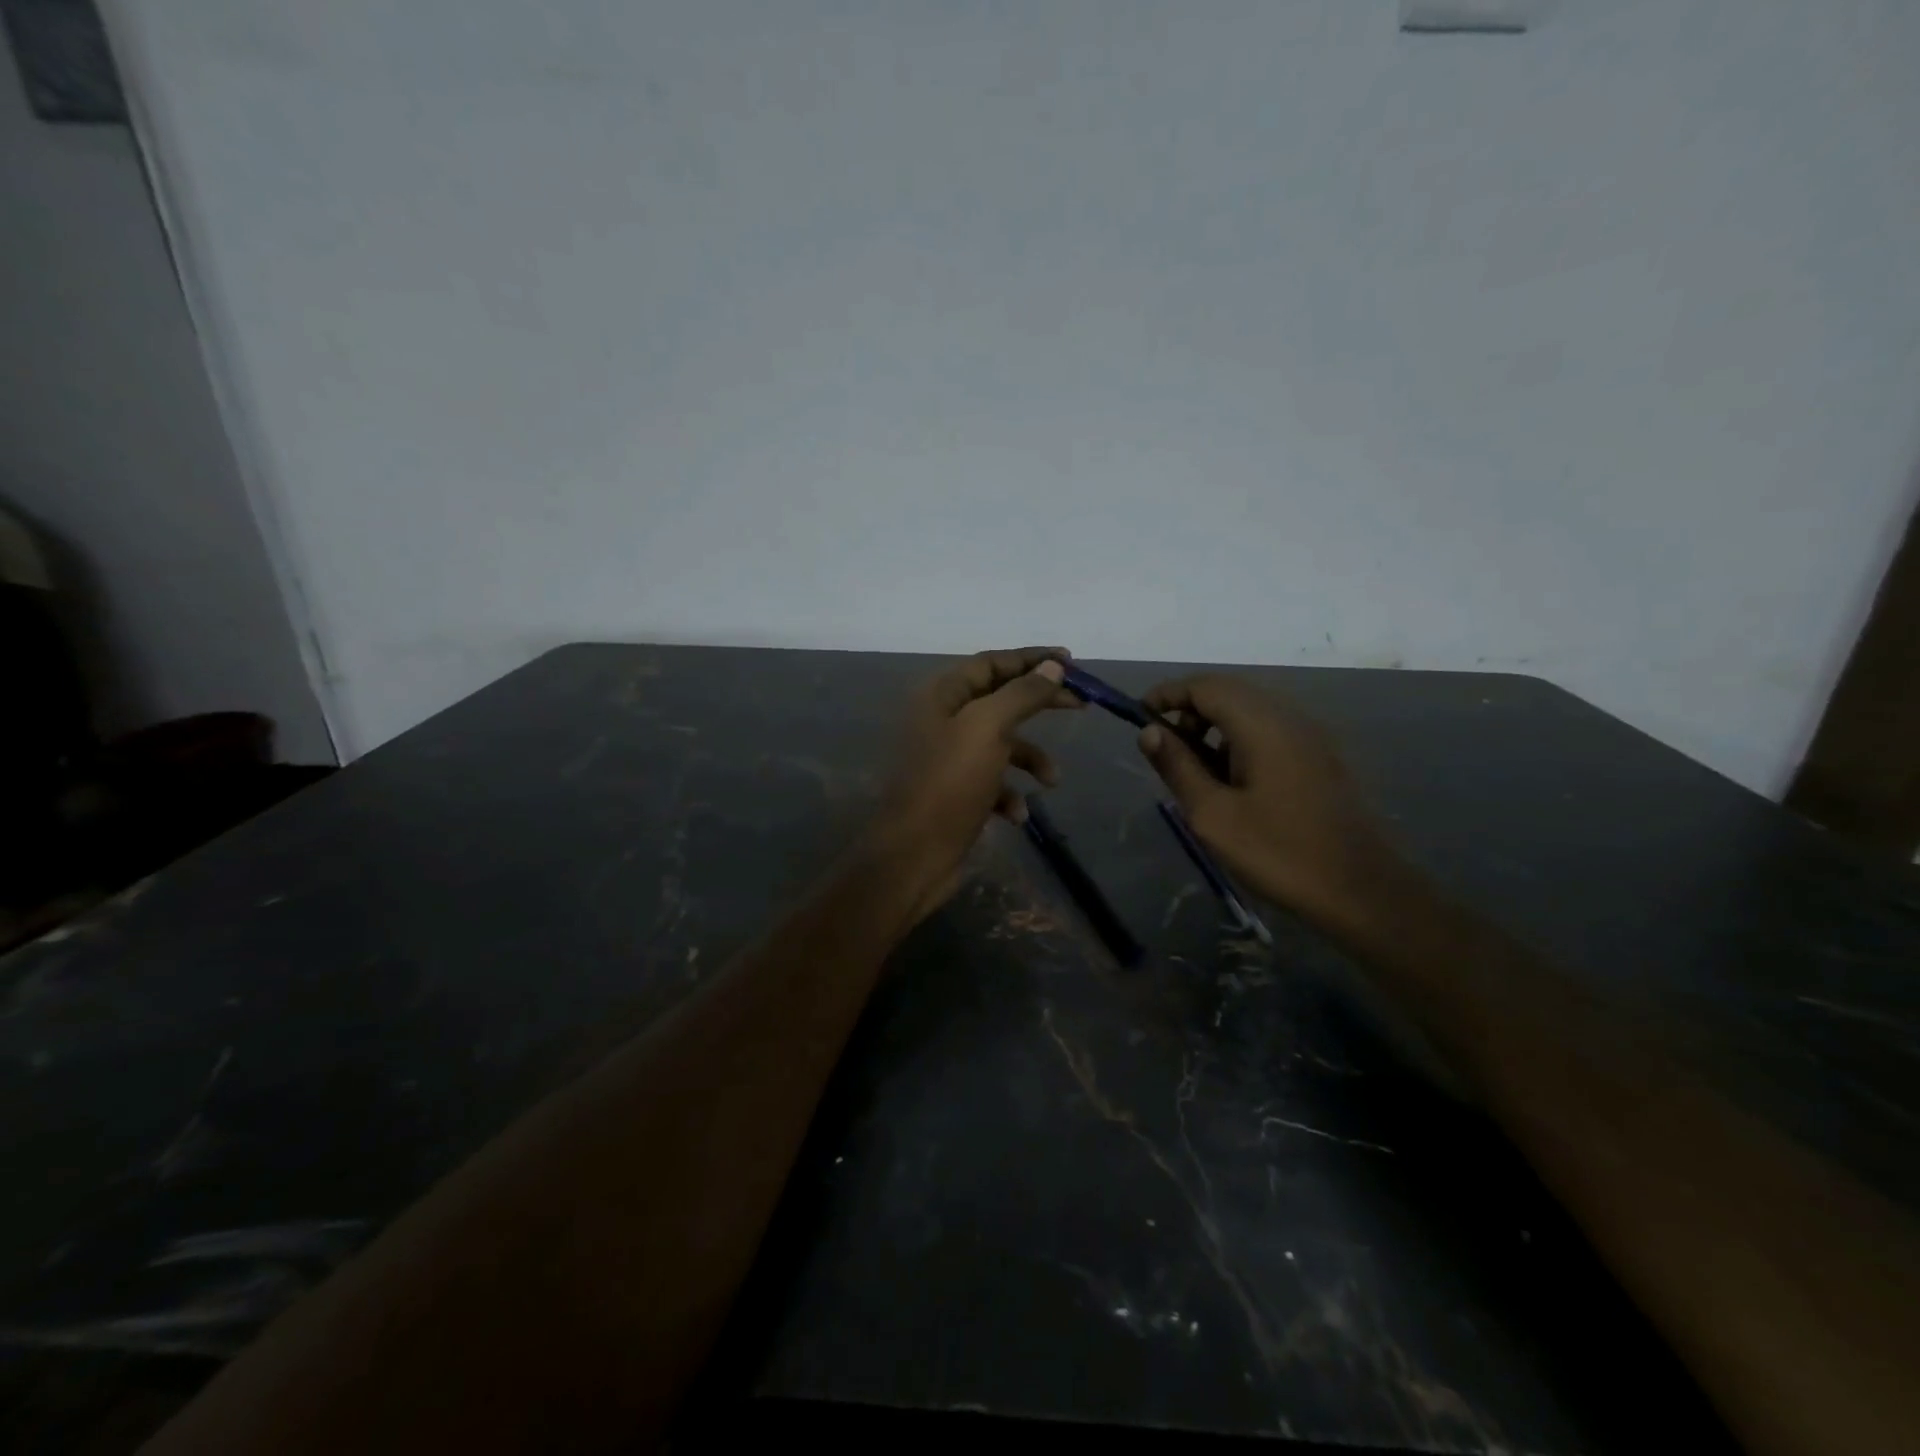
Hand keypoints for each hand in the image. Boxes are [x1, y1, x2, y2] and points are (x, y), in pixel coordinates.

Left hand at [869, 646, 1079, 917]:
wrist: (912, 855)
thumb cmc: (949, 784)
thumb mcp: (988, 729)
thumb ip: (1022, 694)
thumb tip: (1052, 666)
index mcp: (942, 695)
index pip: (992, 663)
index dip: (1032, 659)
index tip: (1071, 662)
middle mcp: (941, 720)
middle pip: (1000, 699)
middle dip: (1040, 703)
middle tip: (1081, 705)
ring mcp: (947, 758)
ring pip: (1000, 744)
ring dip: (1030, 758)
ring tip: (1052, 780)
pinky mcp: (954, 792)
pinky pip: (991, 781)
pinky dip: (1009, 793)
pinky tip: (1015, 815)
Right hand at [1136, 675, 1403, 927]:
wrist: (1361, 891)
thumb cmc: (1278, 853)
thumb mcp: (1213, 815)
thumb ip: (1178, 766)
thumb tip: (1149, 731)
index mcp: (1263, 725)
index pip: (1206, 686)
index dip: (1168, 694)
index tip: (1138, 717)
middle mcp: (1289, 718)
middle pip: (1229, 692)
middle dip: (1189, 709)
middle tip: (1163, 747)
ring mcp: (1310, 737)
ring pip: (1250, 710)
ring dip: (1213, 725)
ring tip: (1193, 768)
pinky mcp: (1319, 758)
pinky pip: (1269, 730)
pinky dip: (1238, 739)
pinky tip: (1230, 779)